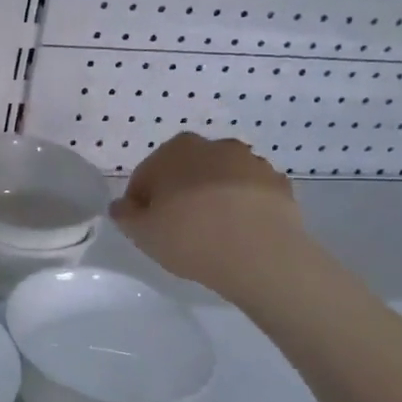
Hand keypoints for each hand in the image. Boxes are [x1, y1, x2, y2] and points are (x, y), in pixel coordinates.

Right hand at [110, 133, 302, 289]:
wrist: (261, 255)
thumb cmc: (190, 237)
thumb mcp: (141, 232)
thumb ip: (125, 215)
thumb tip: (122, 205)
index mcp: (175, 151)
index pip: (146, 175)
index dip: (141, 202)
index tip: (146, 226)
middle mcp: (214, 146)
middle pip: (186, 172)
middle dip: (179, 193)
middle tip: (178, 229)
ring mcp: (251, 162)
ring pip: (220, 180)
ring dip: (213, 198)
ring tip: (212, 234)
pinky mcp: (278, 184)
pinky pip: (250, 195)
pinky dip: (242, 207)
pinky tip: (239, 234)